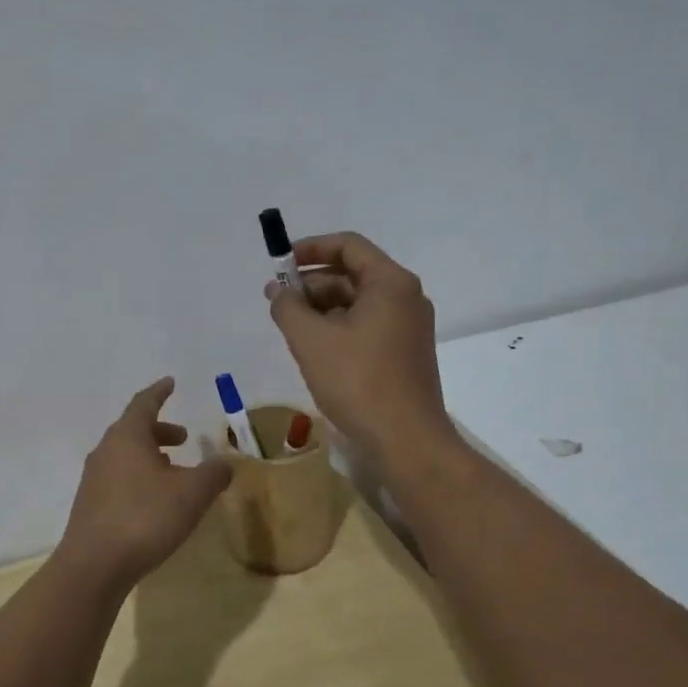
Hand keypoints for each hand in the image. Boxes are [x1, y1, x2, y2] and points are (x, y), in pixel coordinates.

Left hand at [56, 378, 233, 590]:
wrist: (94, 565)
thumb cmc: (145, 517)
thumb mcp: (192, 494)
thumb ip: (213, 474)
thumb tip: (226, 463)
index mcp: (127, 436)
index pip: (144, 403)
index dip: (159, 392)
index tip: (171, 383)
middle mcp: (106, 450)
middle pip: (133, 430)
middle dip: (160, 430)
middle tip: (184, 438)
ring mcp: (93, 478)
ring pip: (125, 455)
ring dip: (150, 456)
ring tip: (174, 471)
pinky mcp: (90, 505)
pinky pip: (118, 478)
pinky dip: (139, 477)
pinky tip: (154, 500)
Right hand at [265, 232, 455, 462]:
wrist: (406, 440)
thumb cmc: (358, 381)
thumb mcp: (310, 340)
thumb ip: (288, 307)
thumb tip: (279, 291)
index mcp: (391, 282)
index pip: (348, 245)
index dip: (310, 248)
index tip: (280, 264)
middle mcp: (406, 297)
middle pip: (353, 274)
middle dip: (312, 283)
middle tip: (278, 301)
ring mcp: (409, 328)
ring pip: (359, 303)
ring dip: (323, 308)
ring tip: (290, 328)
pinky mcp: (406, 354)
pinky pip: (368, 326)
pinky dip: (339, 328)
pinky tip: (315, 348)